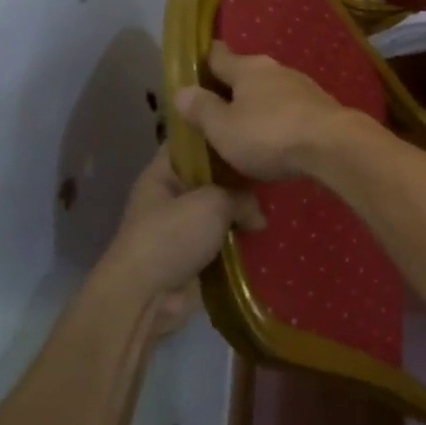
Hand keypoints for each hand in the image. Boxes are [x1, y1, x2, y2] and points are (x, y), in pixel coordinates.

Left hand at [93, 146, 263, 337]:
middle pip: (212, 176)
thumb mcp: (212, 203)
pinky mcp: (195, 255)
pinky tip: (269, 233)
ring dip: (244, 212)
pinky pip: (224, 240)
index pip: (192, 141)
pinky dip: (242, 239)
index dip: (219, 132)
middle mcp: (172, 196)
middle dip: (241, 177)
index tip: (251, 129)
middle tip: (275, 171)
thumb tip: (258, 216)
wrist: (146, 296)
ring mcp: (183, 227)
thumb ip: (242, 198)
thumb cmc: (172, 235)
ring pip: (221, 210)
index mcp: (163, 173)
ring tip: (279, 203)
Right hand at [174, 41, 365, 181]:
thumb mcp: (223, 128)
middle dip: (232, 88)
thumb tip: (181, 90)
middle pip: (246, 74)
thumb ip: (201, 109)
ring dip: (257, 105)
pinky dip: (279, 119)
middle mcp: (276, 69)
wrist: (334, 146)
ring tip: (244, 126)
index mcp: (247, 68)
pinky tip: (275, 137)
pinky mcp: (322, 107)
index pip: (218, 55)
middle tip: (215, 108)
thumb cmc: (270, 134)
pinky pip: (290, 109)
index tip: (193, 67)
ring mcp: (303, 86)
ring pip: (270, 91)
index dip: (203, 61)